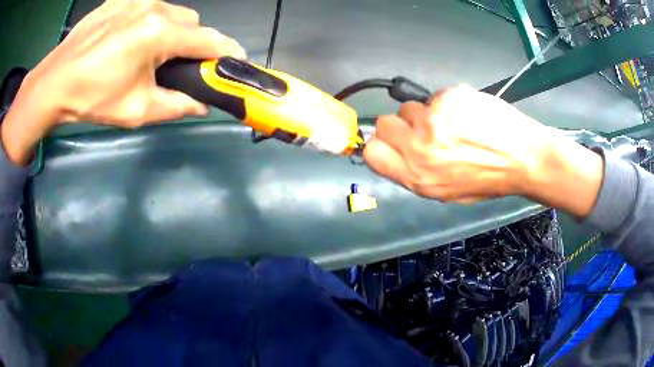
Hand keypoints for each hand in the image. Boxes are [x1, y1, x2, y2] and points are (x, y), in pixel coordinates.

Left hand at [2, 0, 245, 164]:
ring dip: (170, 30)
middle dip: (190, 42)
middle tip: (173, 64)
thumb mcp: (137, 110)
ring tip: (147, 51)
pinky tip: (130, 37)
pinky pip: (148, 6)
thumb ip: (177, 105)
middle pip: (191, 22)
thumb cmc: (93, 98)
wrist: (54, 83)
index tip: (235, 62)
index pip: (208, 39)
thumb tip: (204, 104)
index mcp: (159, 33)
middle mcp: (154, 7)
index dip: (226, 51)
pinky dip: (149, 20)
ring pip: (171, 11)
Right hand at [364, 84, 603, 216]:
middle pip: (384, 123)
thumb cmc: (487, 180)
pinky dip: (449, 104)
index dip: (379, 145)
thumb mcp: (447, 193)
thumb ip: (416, 174)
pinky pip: (436, 96)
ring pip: (411, 107)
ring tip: (455, 123)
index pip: (372, 152)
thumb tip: (395, 153)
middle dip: (401, 126)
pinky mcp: (449, 96)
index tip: (392, 143)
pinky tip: (469, 114)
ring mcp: (434, 119)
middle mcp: (419, 147)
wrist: (524, 157)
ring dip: (426, 114)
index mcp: (418, 176)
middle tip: (424, 130)